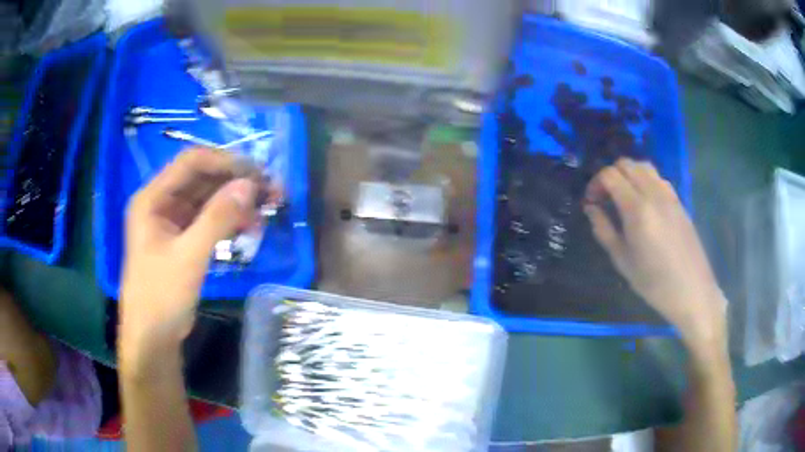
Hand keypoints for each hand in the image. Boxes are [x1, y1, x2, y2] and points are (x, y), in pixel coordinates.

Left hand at [119, 148, 257, 368]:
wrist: (153, 338)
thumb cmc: (161, 296)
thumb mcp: (189, 256)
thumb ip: (217, 218)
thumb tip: (250, 185)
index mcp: (152, 198)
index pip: (191, 162)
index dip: (225, 162)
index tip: (257, 173)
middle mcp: (162, 202)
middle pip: (202, 179)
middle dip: (236, 181)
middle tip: (271, 190)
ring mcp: (173, 221)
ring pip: (208, 199)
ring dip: (236, 200)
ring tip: (268, 207)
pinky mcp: (183, 239)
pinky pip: (209, 219)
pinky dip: (230, 219)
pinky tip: (251, 225)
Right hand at [583, 158, 725, 349]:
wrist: (691, 290)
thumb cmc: (654, 282)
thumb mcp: (623, 261)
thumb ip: (604, 230)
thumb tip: (591, 208)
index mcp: (637, 209)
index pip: (610, 175)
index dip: (595, 183)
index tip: (591, 202)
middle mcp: (653, 193)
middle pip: (626, 164)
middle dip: (610, 175)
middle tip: (605, 198)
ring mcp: (669, 194)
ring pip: (643, 166)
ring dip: (628, 174)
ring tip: (623, 197)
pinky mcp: (678, 200)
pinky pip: (657, 178)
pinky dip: (644, 180)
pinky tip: (643, 202)